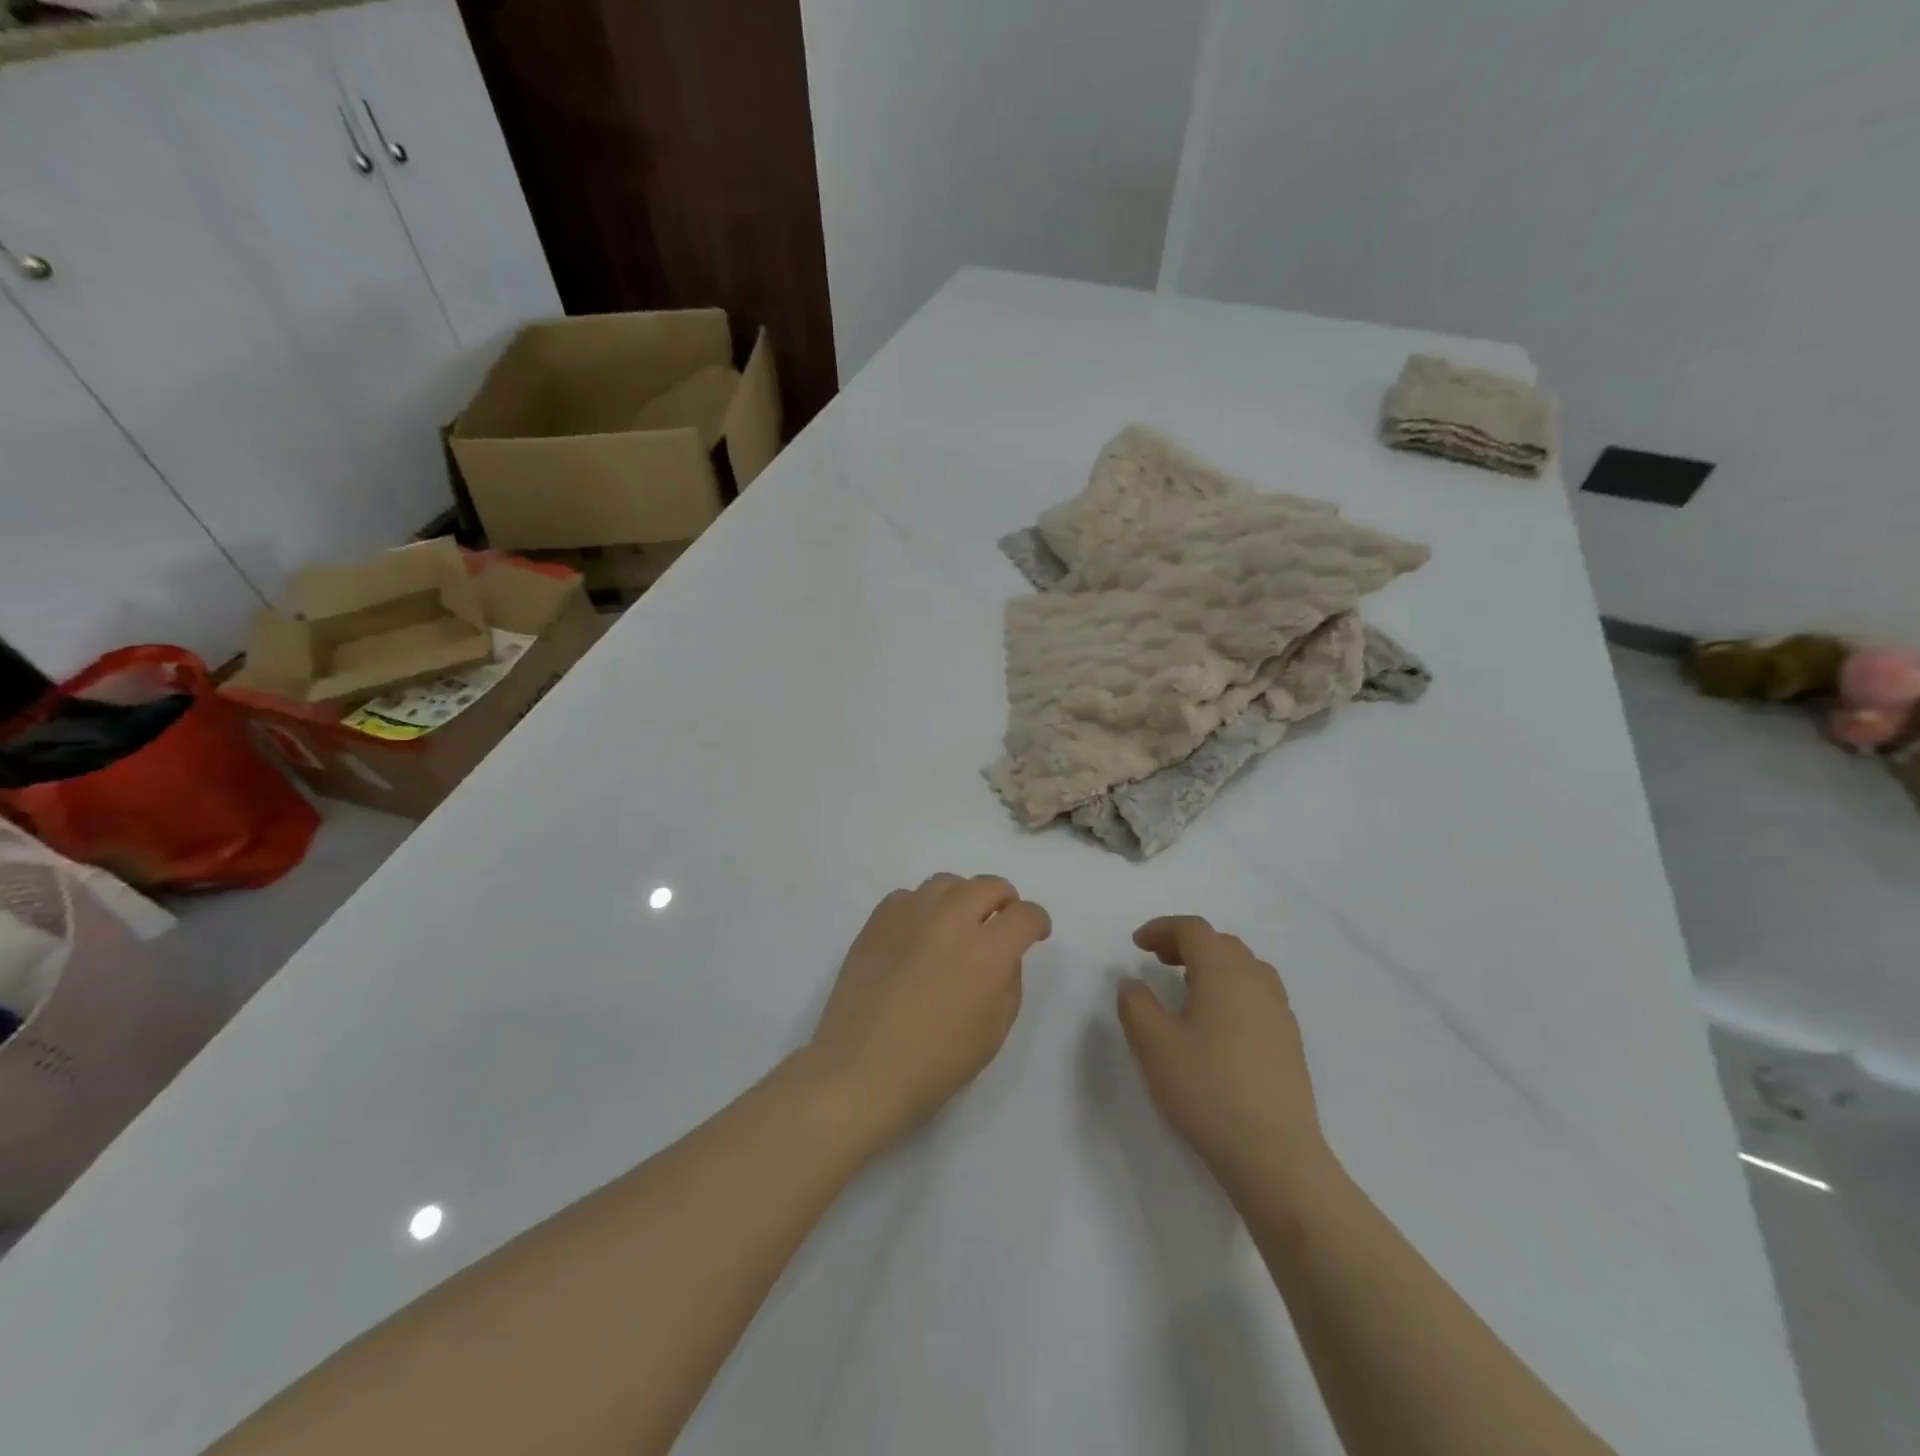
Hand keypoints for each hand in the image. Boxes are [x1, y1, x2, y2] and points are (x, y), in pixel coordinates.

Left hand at [803, 874, 1050, 1159]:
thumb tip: (1003, 953)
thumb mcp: (994, 1031)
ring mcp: (910, 915)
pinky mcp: (878, 920)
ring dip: (963, 898)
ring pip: (948, 883)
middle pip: (989, 885)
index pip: (1025, 915)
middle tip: (1001, 921)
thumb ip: (1008, 981)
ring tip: (959, 922)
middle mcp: (951, 921)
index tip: (1035, 933)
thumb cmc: (936, 1064)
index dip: (1037, 921)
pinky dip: (923, 907)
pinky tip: (920, 934)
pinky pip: (909, 896)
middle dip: (1005, 900)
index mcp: (987, 952)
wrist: (861, 1071)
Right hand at [1118, 916, 1333, 1199]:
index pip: (1193, 929)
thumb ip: (1136, 1005)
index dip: (1162, 928)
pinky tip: (1218, 1024)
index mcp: (1223, 972)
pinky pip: (1259, 995)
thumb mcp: (1153, 1046)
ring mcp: (1279, 1012)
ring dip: (1213, 965)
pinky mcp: (1290, 1042)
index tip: (1137, 945)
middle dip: (1186, 944)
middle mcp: (1256, 982)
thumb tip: (1133, 983)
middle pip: (1221, 943)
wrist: (1275, 1156)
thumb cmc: (1207, 1090)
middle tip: (1157, 960)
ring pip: (1245, 968)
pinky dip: (1233, 990)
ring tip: (1187, 988)